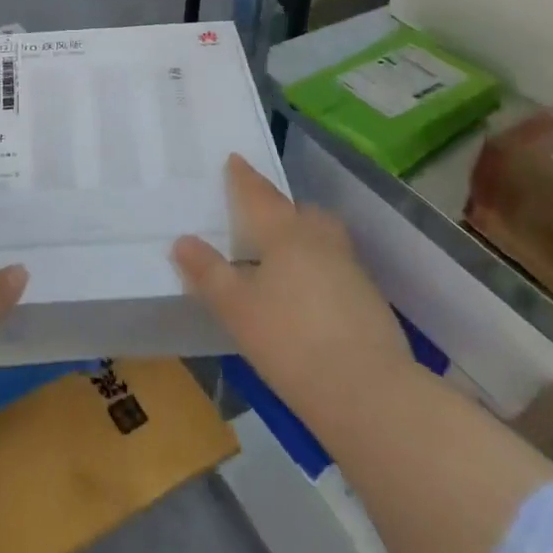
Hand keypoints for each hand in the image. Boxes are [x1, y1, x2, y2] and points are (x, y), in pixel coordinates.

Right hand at [173, 155, 414, 425]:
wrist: (370, 392)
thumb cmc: (290, 341)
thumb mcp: (236, 308)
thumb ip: (208, 272)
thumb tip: (183, 241)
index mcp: (285, 232)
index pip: (259, 195)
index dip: (244, 178)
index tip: (235, 159)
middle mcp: (320, 240)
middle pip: (301, 211)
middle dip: (281, 209)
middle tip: (260, 217)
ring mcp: (350, 269)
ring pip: (323, 238)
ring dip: (303, 238)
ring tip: (281, 258)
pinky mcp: (369, 300)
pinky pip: (336, 267)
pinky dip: (319, 270)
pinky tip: (307, 297)